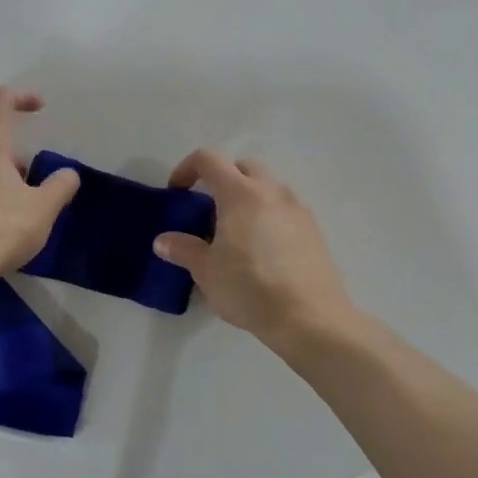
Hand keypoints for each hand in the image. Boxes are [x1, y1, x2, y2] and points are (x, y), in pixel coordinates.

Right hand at [153, 151, 353, 344]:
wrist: (309, 318)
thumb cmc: (249, 287)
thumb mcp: (206, 271)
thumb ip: (183, 249)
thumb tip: (163, 240)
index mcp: (240, 193)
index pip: (208, 159)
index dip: (187, 169)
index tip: (177, 192)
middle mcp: (272, 191)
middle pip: (242, 168)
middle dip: (221, 180)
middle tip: (208, 210)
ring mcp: (297, 208)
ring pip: (267, 188)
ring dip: (248, 199)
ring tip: (236, 233)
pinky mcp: (314, 230)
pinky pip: (285, 210)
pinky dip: (268, 217)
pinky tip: (262, 251)